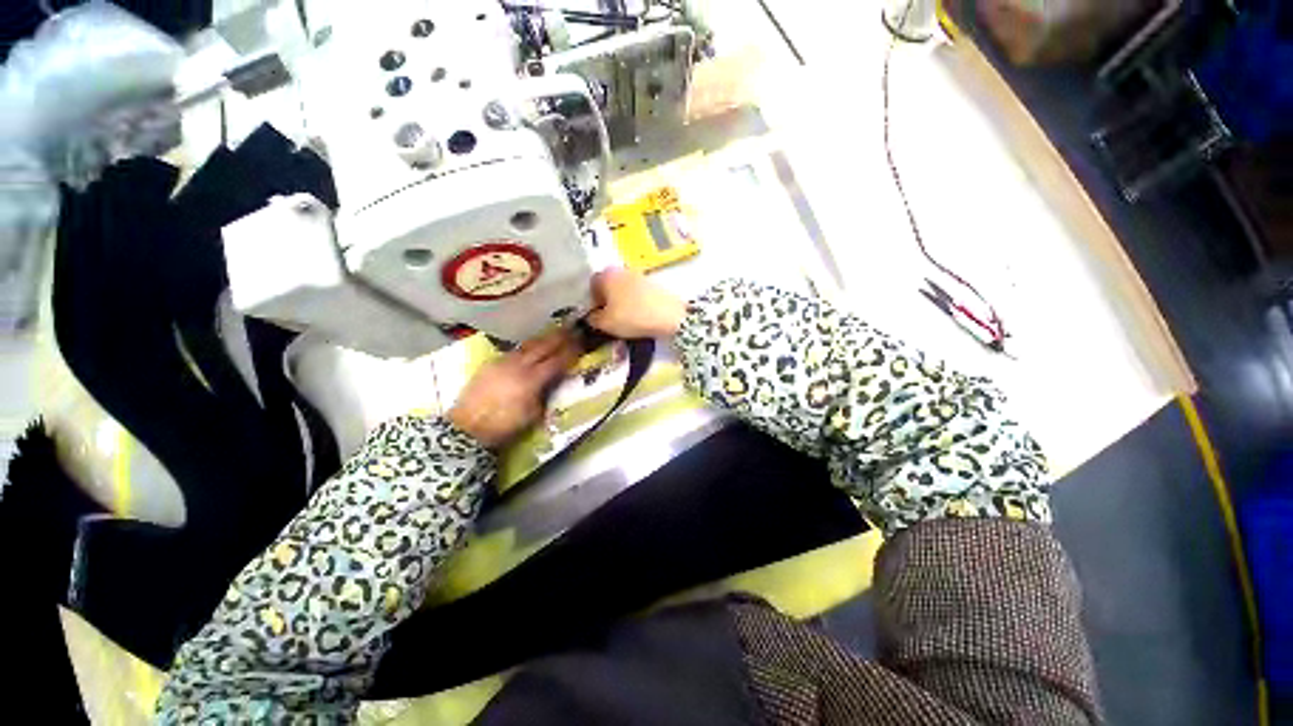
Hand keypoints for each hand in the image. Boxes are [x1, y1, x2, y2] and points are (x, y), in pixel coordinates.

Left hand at [448, 328, 581, 447]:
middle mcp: (518, 365)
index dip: (570, 352)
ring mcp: (503, 362)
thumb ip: (545, 394)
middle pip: (543, 346)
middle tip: (573, 330)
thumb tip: (553, 381)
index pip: (556, 361)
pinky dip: (527, 347)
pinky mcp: (490, 363)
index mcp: (532, 380)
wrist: (467, 428)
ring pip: (527, 345)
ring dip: (543, 339)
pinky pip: (514, 351)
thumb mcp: (533, 414)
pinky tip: (531, 347)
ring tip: (555, 333)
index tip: (581, 344)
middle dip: (560, 338)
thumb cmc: (504, 426)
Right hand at [588, 268, 686, 338]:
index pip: (591, 285)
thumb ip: (593, 319)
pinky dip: (635, 302)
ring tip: (625, 319)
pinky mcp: (653, 283)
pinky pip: (637, 293)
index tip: (596, 315)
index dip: (592, 301)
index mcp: (606, 275)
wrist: (669, 316)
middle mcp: (621, 270)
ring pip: (623, 289)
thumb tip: (591, 317)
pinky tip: (639, 316)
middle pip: (608, 285)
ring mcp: (639, 275)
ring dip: (621, 301)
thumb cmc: (632, 317)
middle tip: (609, 317)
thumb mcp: (605, 324)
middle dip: (607, 300)